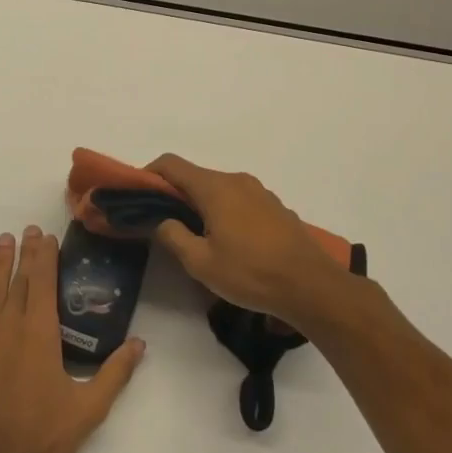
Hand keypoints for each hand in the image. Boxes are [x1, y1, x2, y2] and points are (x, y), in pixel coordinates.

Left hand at [0, 226, 143, 452]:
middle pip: (19, 280)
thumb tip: (140, 343)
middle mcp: (9, 326)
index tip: (47, 237)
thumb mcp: (89, 409)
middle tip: (28, 230)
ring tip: (3, 240)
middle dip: (25, 253)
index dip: (46, 257)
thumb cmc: (43, 439)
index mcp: (40, 334)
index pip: (44, 283)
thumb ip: (116, 373)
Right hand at [146, 154, 366, 334]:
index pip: (171, 165)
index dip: (149, 175)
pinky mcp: (274, 207)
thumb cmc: (251, 274)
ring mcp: (259, 192)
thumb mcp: (201, 263)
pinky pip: (238, 200)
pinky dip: (223, 211)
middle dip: (174, 194)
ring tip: (195, 236)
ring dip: (200, 205)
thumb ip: (173, 236)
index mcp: (215, 188)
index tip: (138, 197)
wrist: (312, 287)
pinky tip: (227, 241)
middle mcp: (236, 180)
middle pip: (194, 176)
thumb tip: (163, 221)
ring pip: (217, 189)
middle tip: (162, 223)